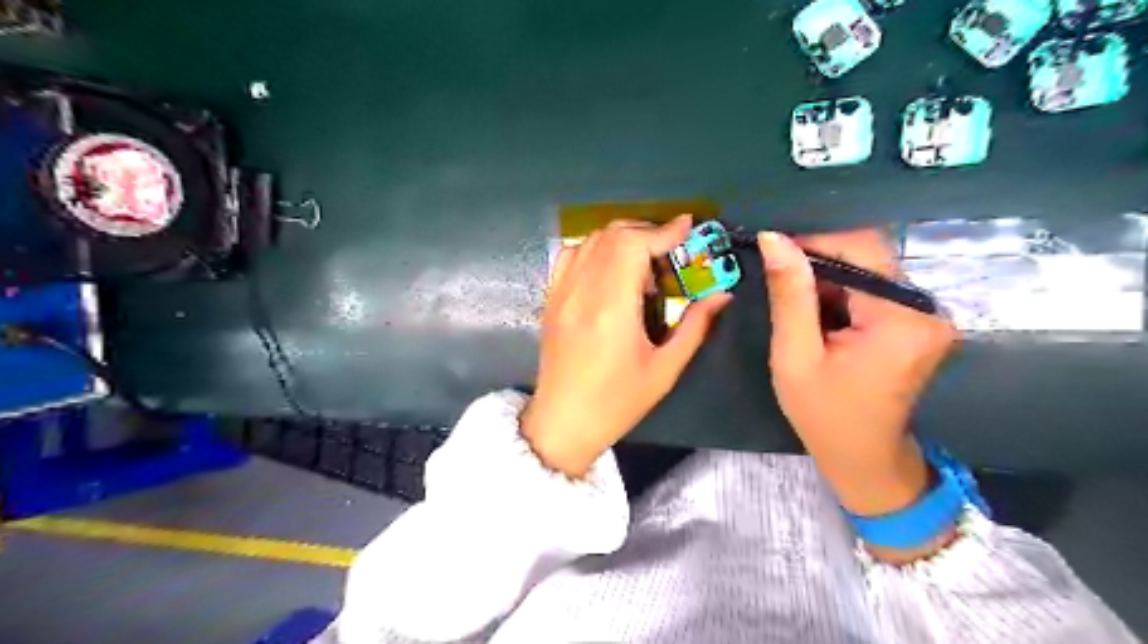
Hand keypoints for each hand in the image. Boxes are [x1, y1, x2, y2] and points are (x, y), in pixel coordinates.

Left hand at [523, 216, 730, 477]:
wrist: (563, 422)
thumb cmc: (617, 402)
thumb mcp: (664, 369)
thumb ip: (694, 327)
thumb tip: (722, 295)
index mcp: (611, 308)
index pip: (633, 246)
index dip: (663, 230)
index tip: (687, 227)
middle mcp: (582, 291)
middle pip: (612, 235)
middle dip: (646, 231)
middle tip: (670, 250)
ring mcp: (561, 293)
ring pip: (590, 240)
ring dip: (621, 239)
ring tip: (643, 263)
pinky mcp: (551, 299)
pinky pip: (571, 256)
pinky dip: (595, 249)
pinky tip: (611, 269)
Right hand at [759, 229, 956, 518]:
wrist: (863, 457)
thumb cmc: (823, 414)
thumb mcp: (795, 355)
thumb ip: (790, 295)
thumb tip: (775, 239)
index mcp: (900, 319)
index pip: (860, 248)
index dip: (814, 242)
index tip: (773, 254)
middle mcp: (926, 309)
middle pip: (868, 256)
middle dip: (819, 263)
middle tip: (780, 286)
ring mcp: (927, 315)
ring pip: (869, 270)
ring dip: (829, 280)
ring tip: (799, 310)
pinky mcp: (918, 322)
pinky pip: (875, 289)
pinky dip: (843, 294)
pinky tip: (821, 318)